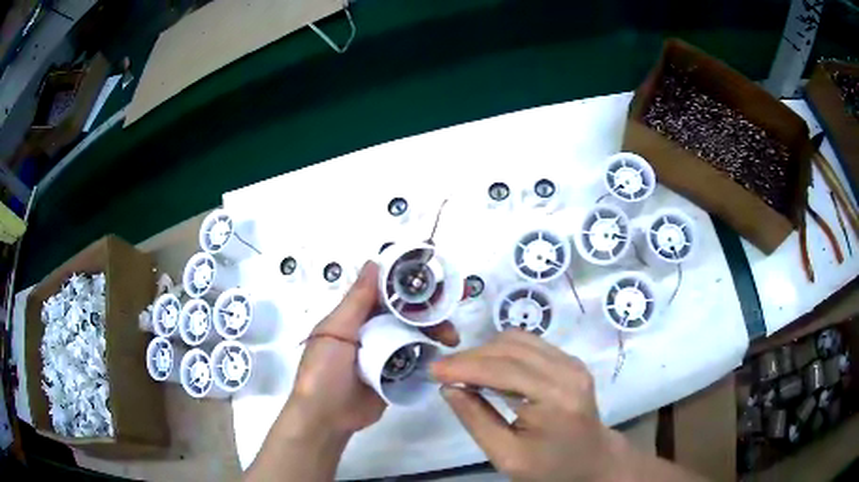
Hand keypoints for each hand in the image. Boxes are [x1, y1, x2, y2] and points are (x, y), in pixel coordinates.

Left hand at [247, 261, 459, 481]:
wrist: (327, 418)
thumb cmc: (323, 371)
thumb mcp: (335, 332)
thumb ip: (356, 301)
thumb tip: (373, 262)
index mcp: (356, 317)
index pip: (385, 293)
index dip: (407, 286)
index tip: (434, 282)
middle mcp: (373, 331)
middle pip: (405, 315)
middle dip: (428, 314)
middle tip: (447, 319)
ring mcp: (386, 354)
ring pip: (414, 336)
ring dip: (433, 334)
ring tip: (451, 340)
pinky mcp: (396, 375)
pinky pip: (416, 360)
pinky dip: (430, 356)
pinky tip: (445, 356)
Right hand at [432, 331, 699, 481]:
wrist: (593, 459)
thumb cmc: (550, 466)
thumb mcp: (507, 456)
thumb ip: (477, 421)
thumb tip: (449, 388)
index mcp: (556, 400)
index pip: (503, 371)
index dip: (464, 366)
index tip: (432, 370)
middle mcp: (568, 371)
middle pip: (510, 348)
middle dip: (470, 357)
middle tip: (443, 373)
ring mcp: (572, 362)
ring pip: (518, 339)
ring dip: (485, 352)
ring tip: (464, 372)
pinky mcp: (570, 360)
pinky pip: (529, 344)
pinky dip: (502, 352)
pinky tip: (490, 369)